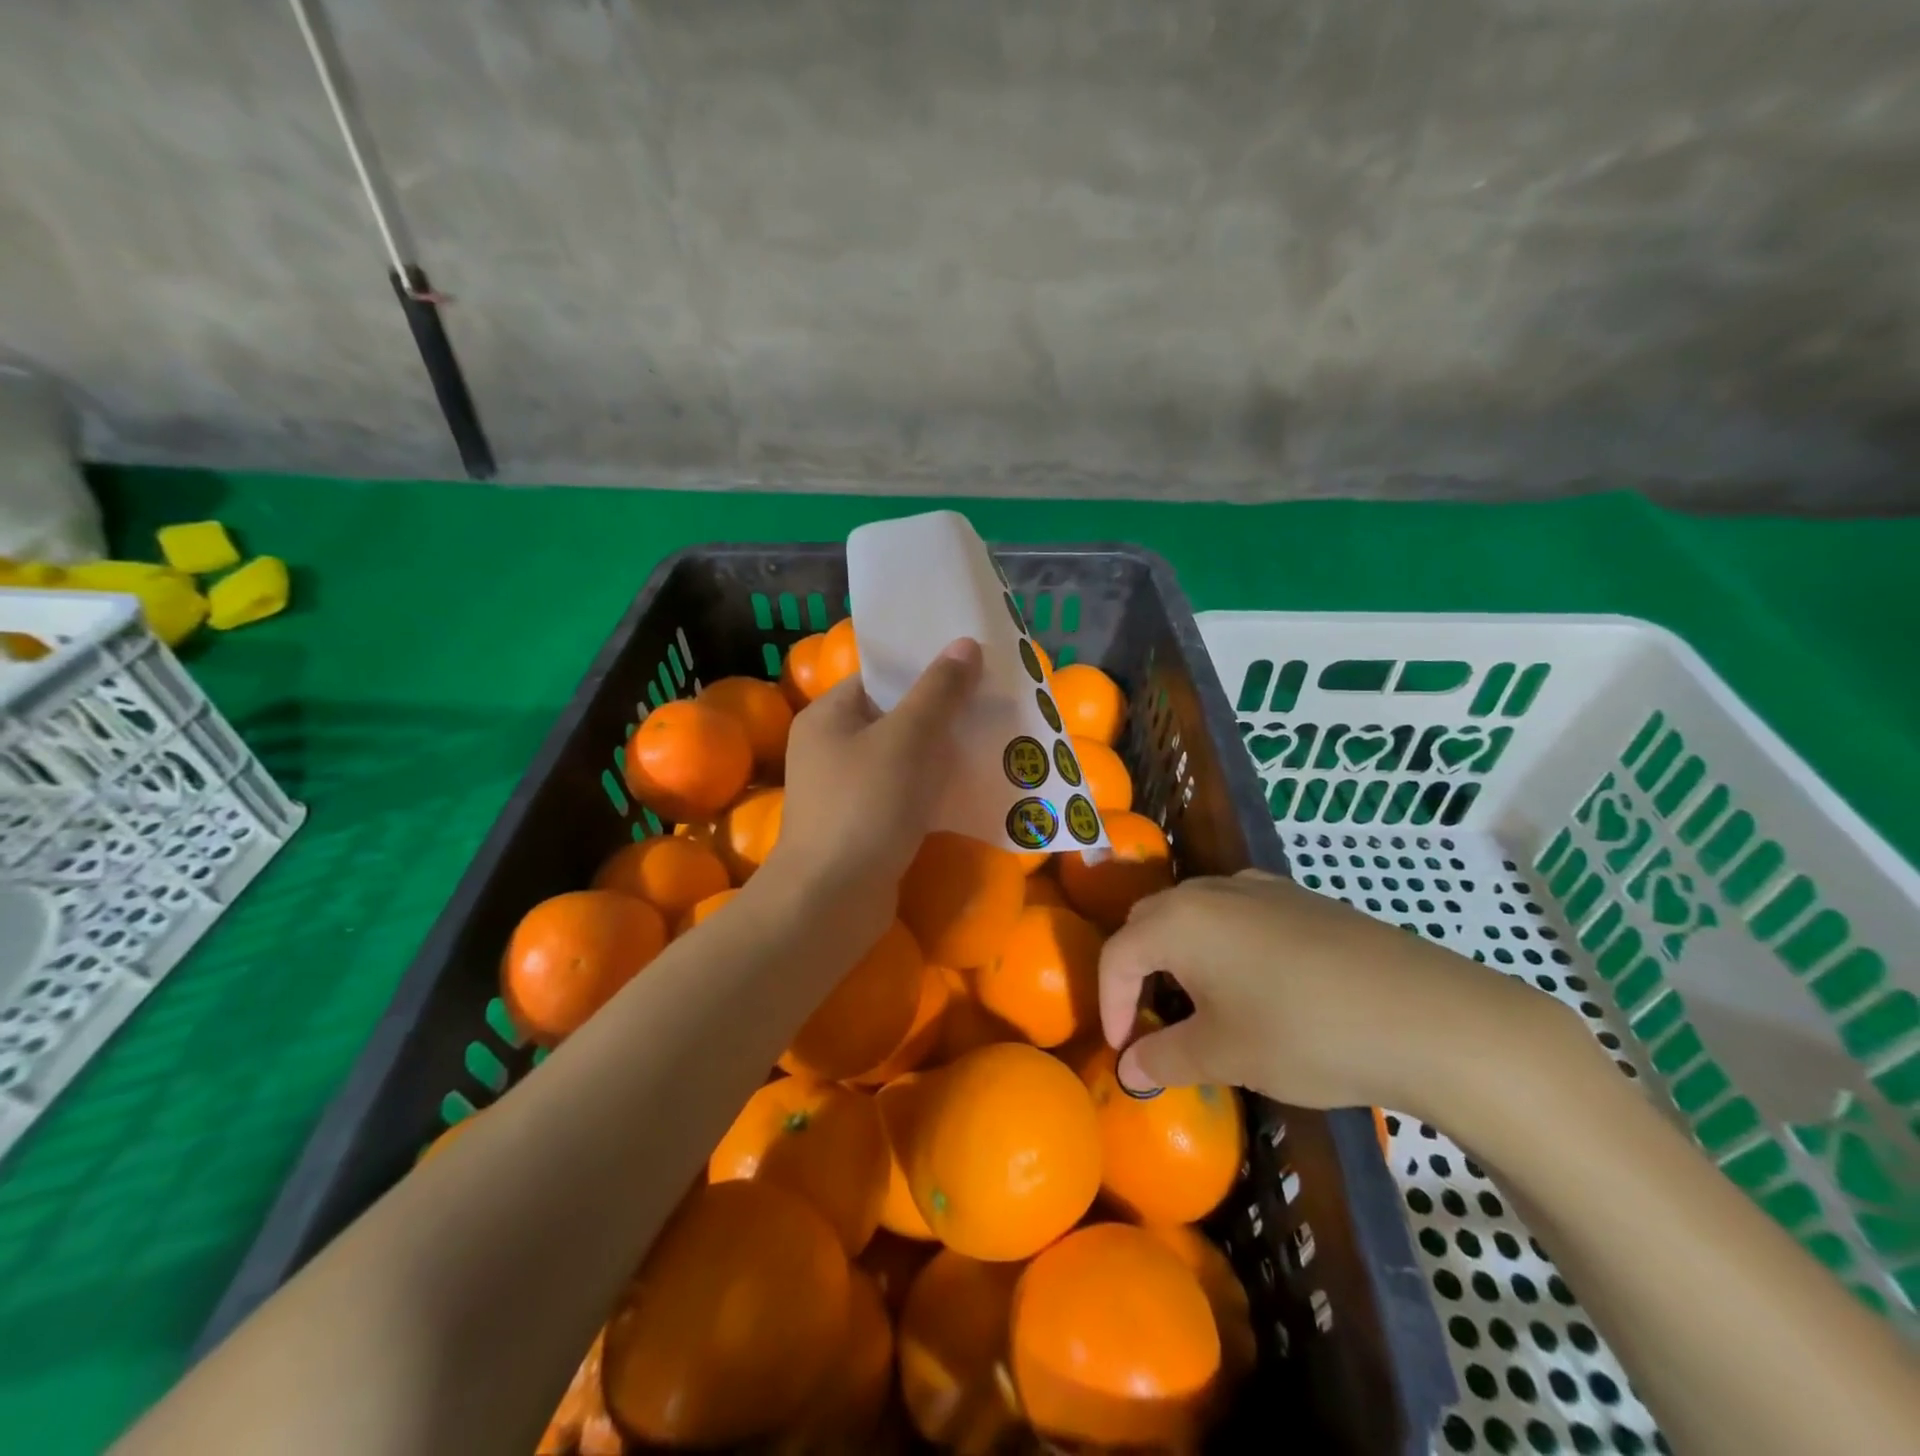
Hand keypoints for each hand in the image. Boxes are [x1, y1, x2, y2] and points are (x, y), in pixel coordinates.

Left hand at [764, 637, 983, 915]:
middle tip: (991, 703)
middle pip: (895, 717)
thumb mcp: (907, 739)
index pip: (880, 677)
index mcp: (829, 716)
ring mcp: (845, 790)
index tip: (971, 667)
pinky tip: (973, 787)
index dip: (924, 669)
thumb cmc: (865, 806)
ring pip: (904, 758)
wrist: (831, 901)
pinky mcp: (864, 825)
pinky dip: (934, 788)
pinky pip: (905, 793)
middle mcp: (831, 748)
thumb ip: (938, 691)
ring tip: (993, 740)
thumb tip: (965, 643)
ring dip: (943, 752)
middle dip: (942, 712)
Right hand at [1098, 870, 1566, 1112]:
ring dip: (1181, 954)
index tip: (1123, 1050)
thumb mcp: (1225, 1055)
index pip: (1117, 953)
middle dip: (1138, 970)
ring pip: (1194, 913)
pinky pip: (1237, 913)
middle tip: (1152, 1020)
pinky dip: (1223, 943)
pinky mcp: (1300, 898)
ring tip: (1202, 1003)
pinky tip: (1257, 983)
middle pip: (1149, 922)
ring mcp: (1259, 887)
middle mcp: (1210, 890)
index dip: (1109, 1003)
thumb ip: (1165, 1059)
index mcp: (1179, 920)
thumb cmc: (1304, 1033)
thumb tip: (1129, 1070)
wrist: (1427, 1015)